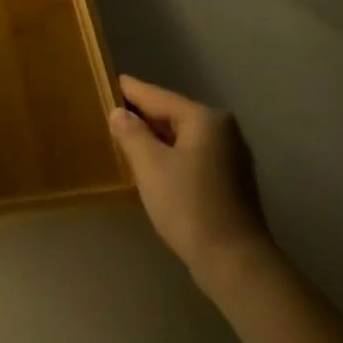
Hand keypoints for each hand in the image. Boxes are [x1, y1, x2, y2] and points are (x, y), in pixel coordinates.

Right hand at [111, 75, 270, 283]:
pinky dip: (172, 154)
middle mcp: (223, 129)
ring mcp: (231, 154)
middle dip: (142, 115)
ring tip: (125, 137)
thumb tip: (119, 113)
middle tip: (111, 113)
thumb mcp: (150, 165)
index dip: (130, 91)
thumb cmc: (189, 206)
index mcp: (205, 118)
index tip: (108, 81)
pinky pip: (193, 154)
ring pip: (183, 136)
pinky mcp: (231, 179)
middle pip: (172, 114)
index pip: (157, 96)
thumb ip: (131, 133)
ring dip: (156, 137)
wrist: (235, 262)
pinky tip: (153, 164)